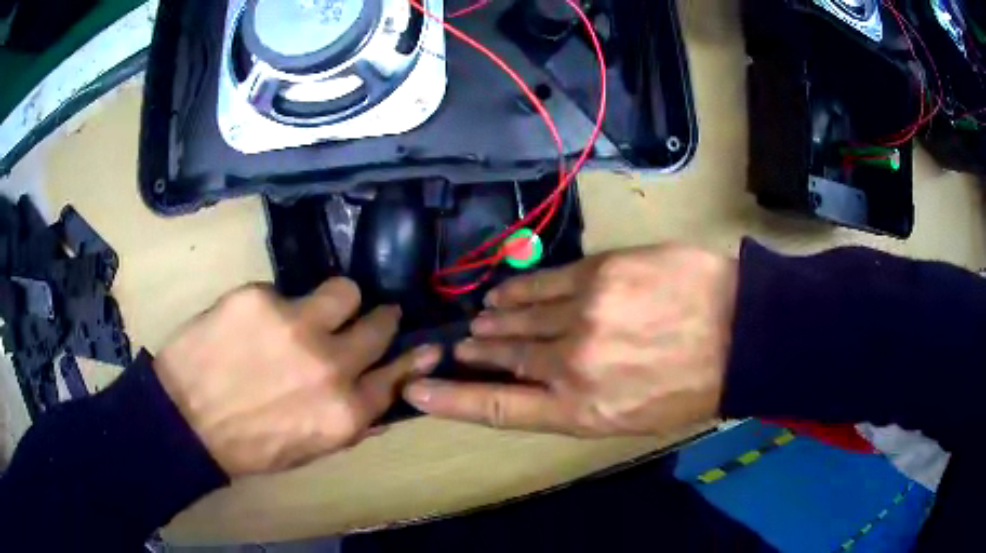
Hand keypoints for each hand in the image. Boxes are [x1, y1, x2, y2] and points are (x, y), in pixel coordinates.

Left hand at [155, 279, 439, 475]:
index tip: (424, 344)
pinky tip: (253, 324)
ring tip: (312, 311)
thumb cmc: (251, 445)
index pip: (400, 373)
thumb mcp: (311, 448)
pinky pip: (285, 289)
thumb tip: (385, 397)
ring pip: (345, 290)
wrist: (185, 421)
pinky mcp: (259, 297)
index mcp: (346, 411)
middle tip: (359, 320)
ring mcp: (295, 325)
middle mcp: (331, 365)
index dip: (413, 357)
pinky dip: (276, 306)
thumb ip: (353, 423)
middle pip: (380, 322)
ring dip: (335, 302)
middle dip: (377, 320)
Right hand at [403, 245, 736, 436]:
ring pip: (518, 318)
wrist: (740, 332)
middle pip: (504, 357)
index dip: (451, 399)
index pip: (498, 407)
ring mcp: (582, 313)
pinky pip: (544, 283)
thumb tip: (540, 385)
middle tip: (461, 347)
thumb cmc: (691, 387)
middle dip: (478, 353)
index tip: (416, 390)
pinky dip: (519, 291)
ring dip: (495, 321)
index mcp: (581, 409)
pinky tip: (505, 294)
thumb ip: (580, 403)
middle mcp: (570, 363)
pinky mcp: (599, 273)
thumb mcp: (632, 417)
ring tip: (481, 321)